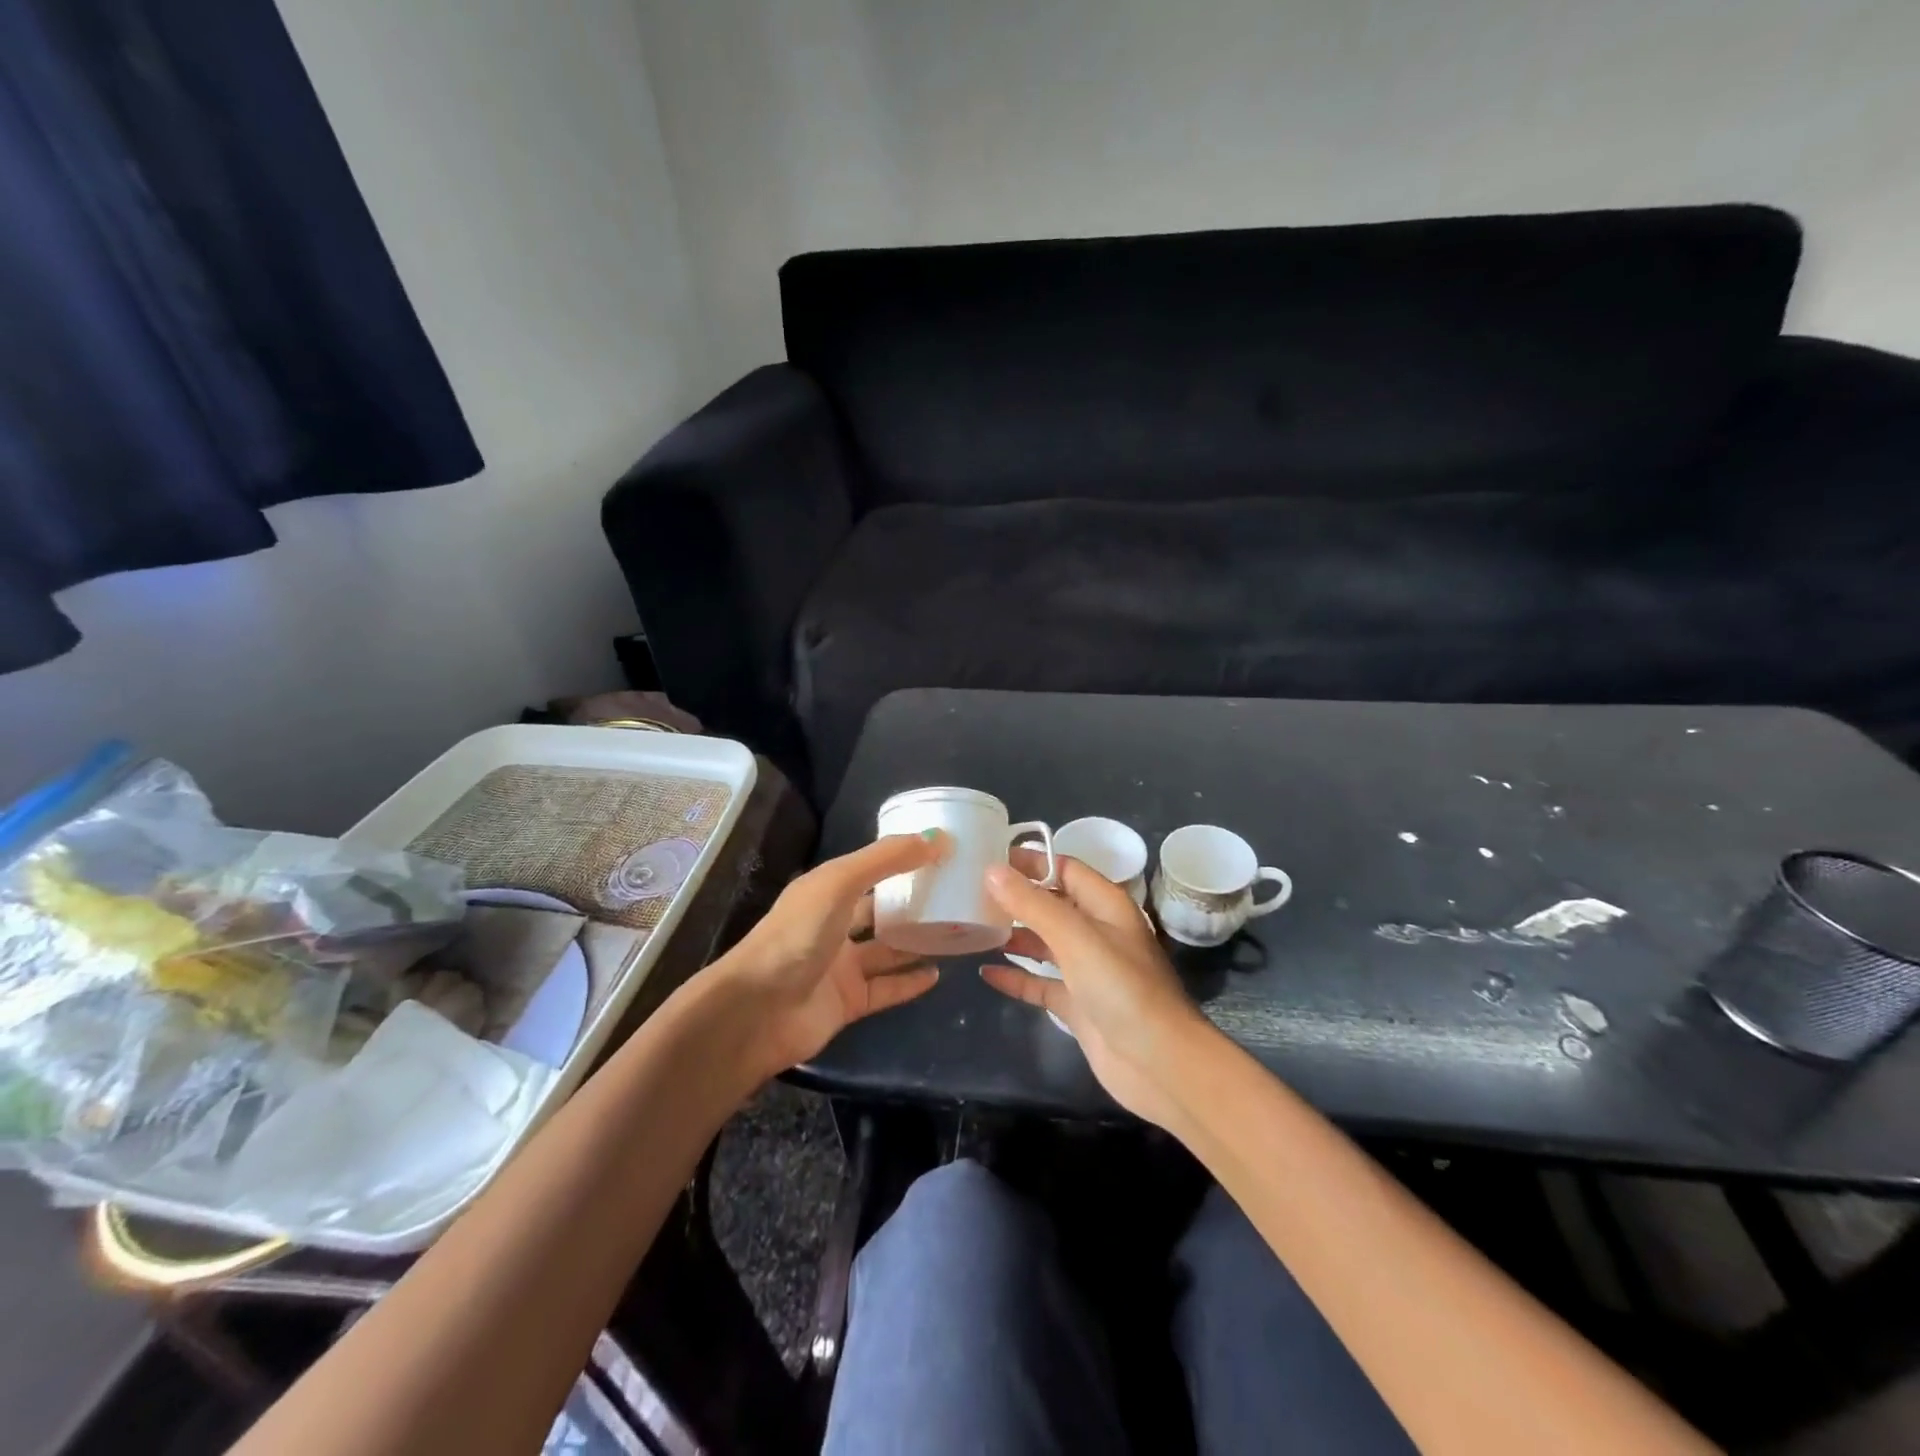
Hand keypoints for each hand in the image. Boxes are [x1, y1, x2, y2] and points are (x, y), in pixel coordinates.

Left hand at [708, 833, 943, 1077]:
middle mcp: (833, 925)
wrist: (756, 1011)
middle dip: (912, 902)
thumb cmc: (796, 935)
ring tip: (956, 931)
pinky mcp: (848, 1002)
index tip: (943, 852)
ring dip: (916, 942)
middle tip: (957, 894)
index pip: (870, 869)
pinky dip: (910, 982)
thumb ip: (887, 859)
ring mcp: (840, 966)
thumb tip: (938, 838)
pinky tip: (938, 974)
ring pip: (886, 950)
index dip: (902, 859)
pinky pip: (886, 988)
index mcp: (825, 891)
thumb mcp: (840, 883)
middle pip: (879, 909)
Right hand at [980, 854, 1212, 1128]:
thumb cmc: (1121, 988)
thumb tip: (992, 871)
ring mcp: (1087, 970)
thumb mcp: (1075, 937)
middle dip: (1016, 897)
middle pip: (1052, 904)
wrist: (1159, 1063)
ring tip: (973, 927)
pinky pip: (1041, 983)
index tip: (987, 857)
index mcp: (1105, 905)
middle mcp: (1097, 932)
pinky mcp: (1078, 1004)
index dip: (1030, 861)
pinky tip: (986, 974)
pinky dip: (1017, 977)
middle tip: (970, 892)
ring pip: (1045, 943)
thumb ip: (1033, 904)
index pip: (1064, 868)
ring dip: (1014, 935)